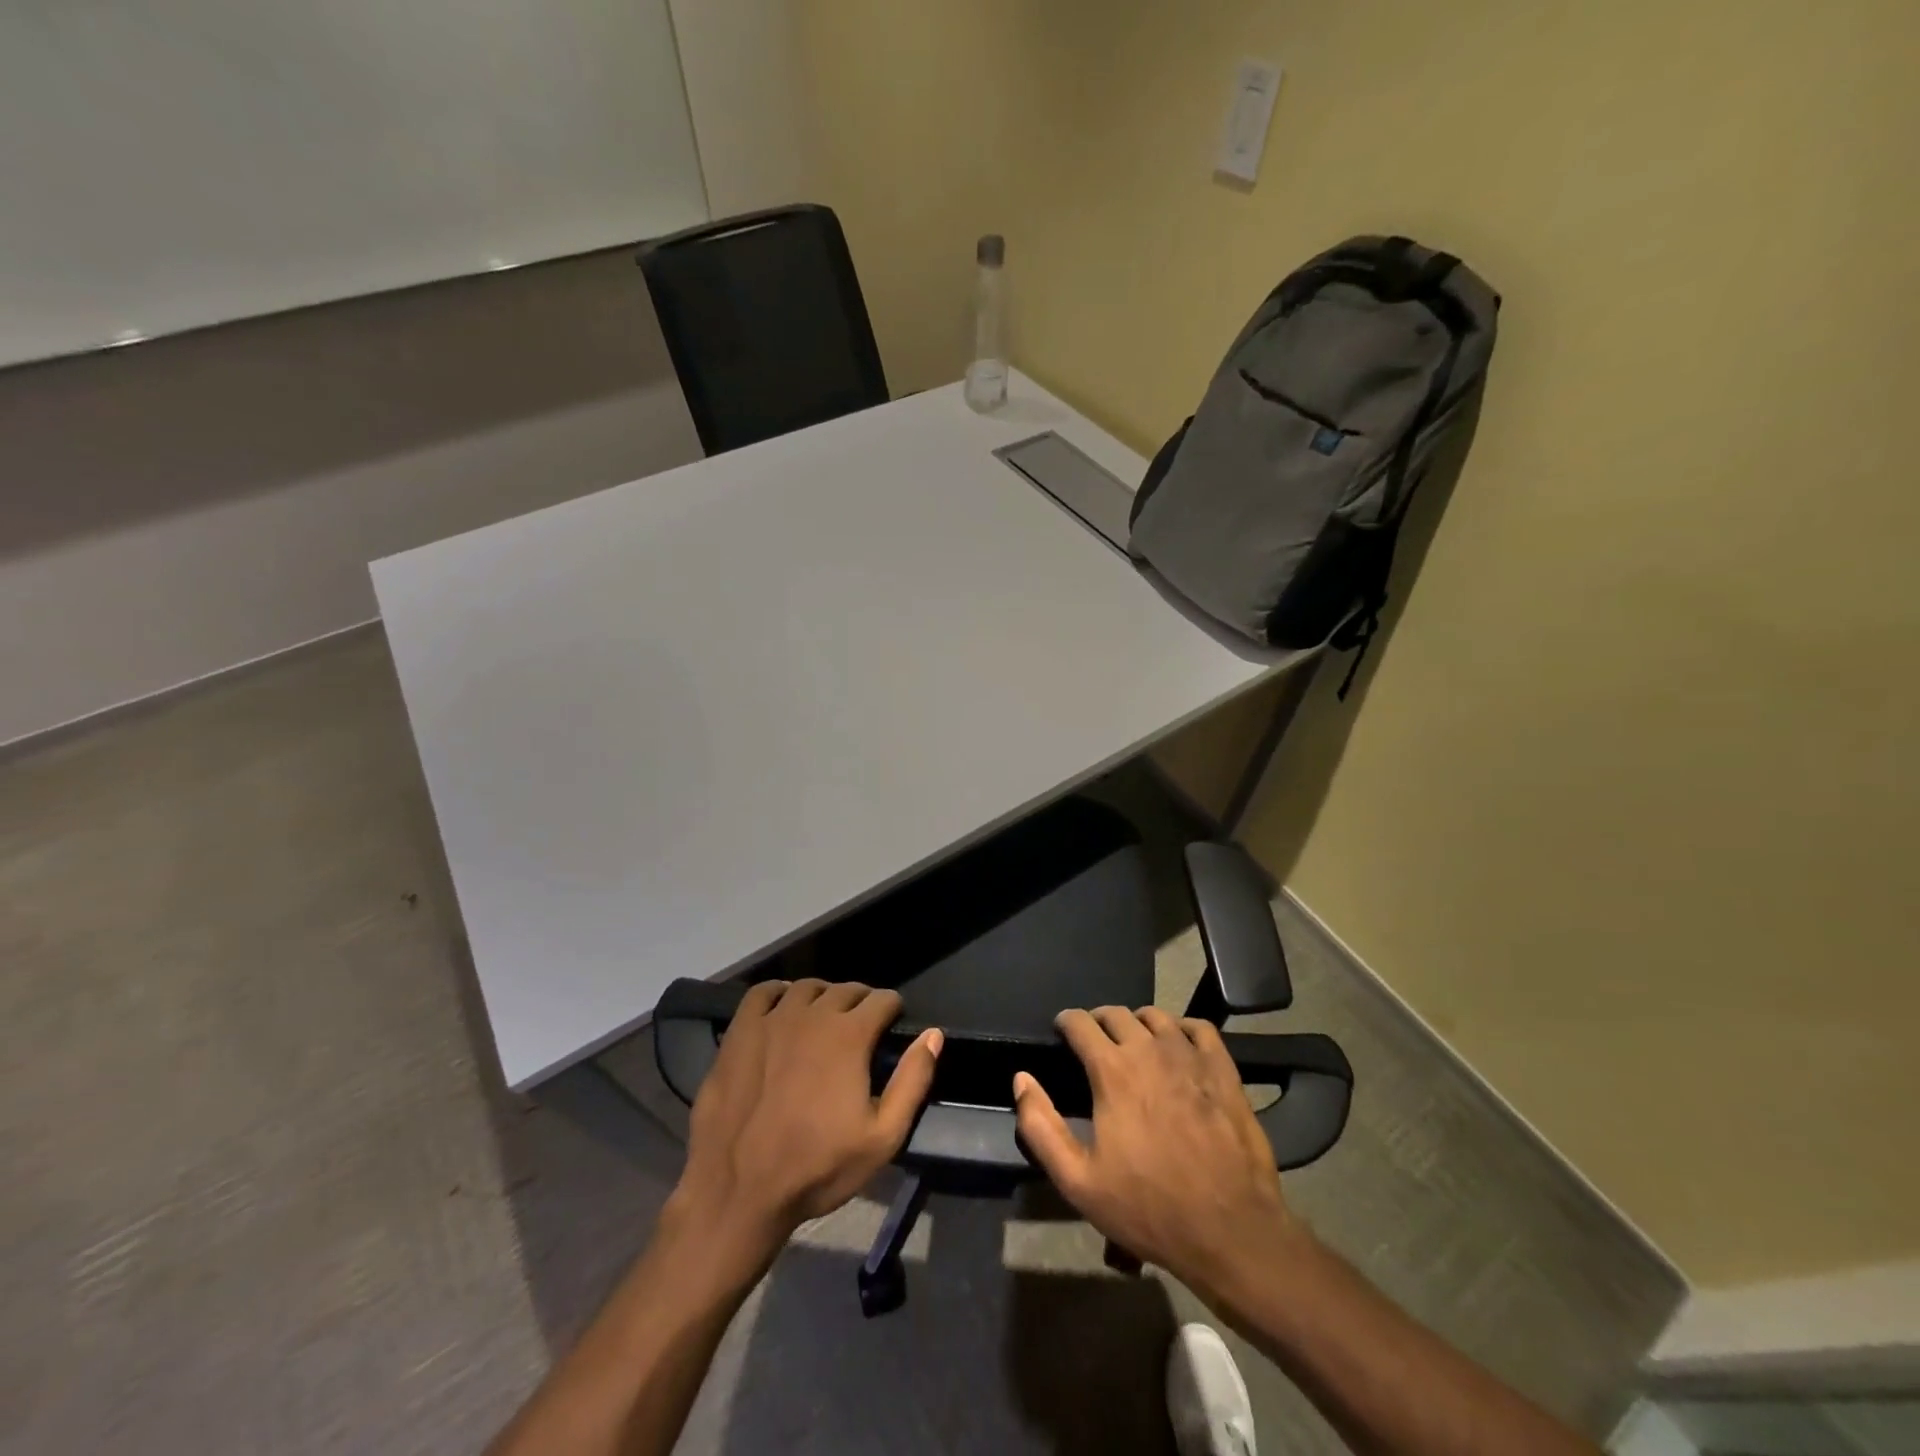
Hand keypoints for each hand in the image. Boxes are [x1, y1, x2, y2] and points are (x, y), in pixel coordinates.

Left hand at [668, 979, 941, 1261]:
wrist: (738, 1191)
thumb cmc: (817, 1167)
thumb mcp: (883, 1137)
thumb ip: (913, 1080)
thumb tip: (933, 1035)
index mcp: (850, 1035)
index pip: (882, 999)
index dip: (892, 1009)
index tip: (892, 1024)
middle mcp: (813, 1014)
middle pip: (845, 989)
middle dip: (860, 1001)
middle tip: (861, 1025)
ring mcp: (772, 1019)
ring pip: (806, 987)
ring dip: (823, 996)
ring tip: (824, 1017)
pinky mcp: (739, 1031)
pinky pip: (762, 993)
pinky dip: (778, 993)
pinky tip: (782, 1008)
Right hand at [1013, 1006, 1302, 1296]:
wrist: (1230, 1232)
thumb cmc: (1149, 1208)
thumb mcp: (1078, 1181)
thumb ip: (1041, 1126)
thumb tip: (1021, 1079)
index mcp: (1112, 1070)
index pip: (1080, 1022)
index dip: (1066, 1021)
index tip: (1061, 1032)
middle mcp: (1149, 1050)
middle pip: (1117, 1013)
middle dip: (1099, 1021)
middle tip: (1094, 1042)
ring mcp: (1190, 1057)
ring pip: (1156, 1016)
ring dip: (1138, 1023)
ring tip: (1134, 1043)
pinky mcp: (1223, 1070)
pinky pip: (1199, 1029)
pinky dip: (1182, 1029)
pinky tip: (1179, 1046)